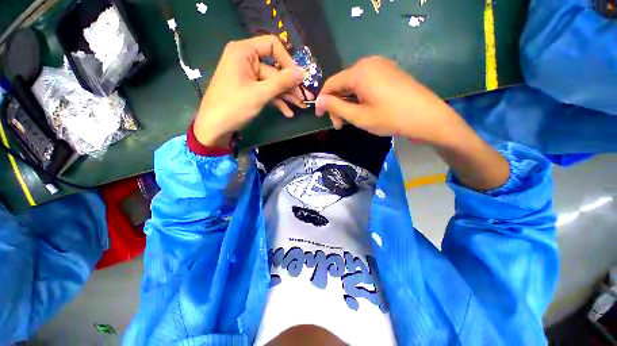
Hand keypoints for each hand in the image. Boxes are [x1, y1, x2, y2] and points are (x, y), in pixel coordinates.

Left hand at [194, 36, 309, 146]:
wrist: (210, 131)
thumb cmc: (231, 107)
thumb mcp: (259, 94)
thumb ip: (283, 81)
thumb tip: (303, 73)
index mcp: (242, 51)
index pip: (272, 44)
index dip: (287, 59)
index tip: (297, 76)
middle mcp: (243, 57)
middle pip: (273, 65)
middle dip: (289, 83)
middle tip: (305, 97)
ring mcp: (243, 72)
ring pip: (270, 78)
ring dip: (284, 93)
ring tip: (300, 107)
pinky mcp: (244, 84)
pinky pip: (263, 86)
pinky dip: (274, 97)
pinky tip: (287, 111)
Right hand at [316, 57, 465, 144]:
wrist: (429, 116)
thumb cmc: (394, 117)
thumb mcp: (361, 117)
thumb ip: (337, 107)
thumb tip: (319, 100)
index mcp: (358, 71)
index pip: (331, 83)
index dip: (323, 100)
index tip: (322, 117)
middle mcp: (368, 62)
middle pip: (345, 81)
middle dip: (340, 102)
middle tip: (343, 123)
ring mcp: (382, 64)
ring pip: (358, 80)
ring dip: (352, 98)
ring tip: (358, 116)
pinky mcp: (392, 69)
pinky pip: (371, 78)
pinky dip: (365, 92)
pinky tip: (371, 105)